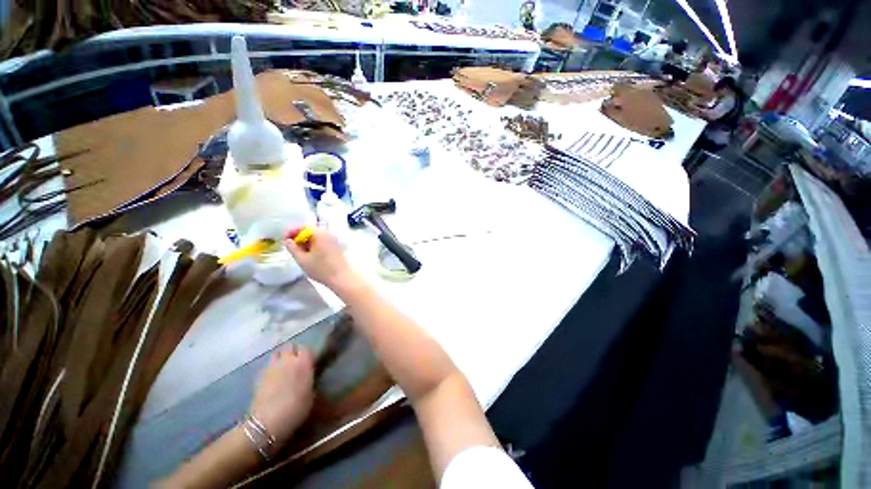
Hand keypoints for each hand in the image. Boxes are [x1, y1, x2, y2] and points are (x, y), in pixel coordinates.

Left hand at [249, 345, 313, 444]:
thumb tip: (309, 375)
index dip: (307, 355)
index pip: (306, 348)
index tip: (309, 363)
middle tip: (296, 363)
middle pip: (290, 347)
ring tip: (284, 369)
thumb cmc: (296, 408)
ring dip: (281, 358)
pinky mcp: (259, 376)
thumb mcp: (311, 394)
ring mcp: (271, 367)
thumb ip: (310, 378)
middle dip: (293, 352)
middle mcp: (287, 360)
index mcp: (303, 362)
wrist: (267, 422)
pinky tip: (273, 380)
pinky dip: (271, 369)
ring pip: (277, 354)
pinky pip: (268, 366)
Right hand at [285, 227, 357, 289]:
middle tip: (291, 246)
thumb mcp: (302, 259)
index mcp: (320, 233)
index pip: (303, 226)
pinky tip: (309, 254)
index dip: (292, 231)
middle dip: (299, 236)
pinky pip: (323, 241)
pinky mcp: (337, 246)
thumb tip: (288, 241)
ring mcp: (334, 239)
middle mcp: (328, 233)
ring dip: (307, 241)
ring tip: (299, 251)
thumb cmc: (321, 269)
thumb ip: (293, 248)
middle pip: (311, 230)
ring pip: (317, 236)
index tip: (284, 239)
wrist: (342, 277)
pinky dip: (314, 244)